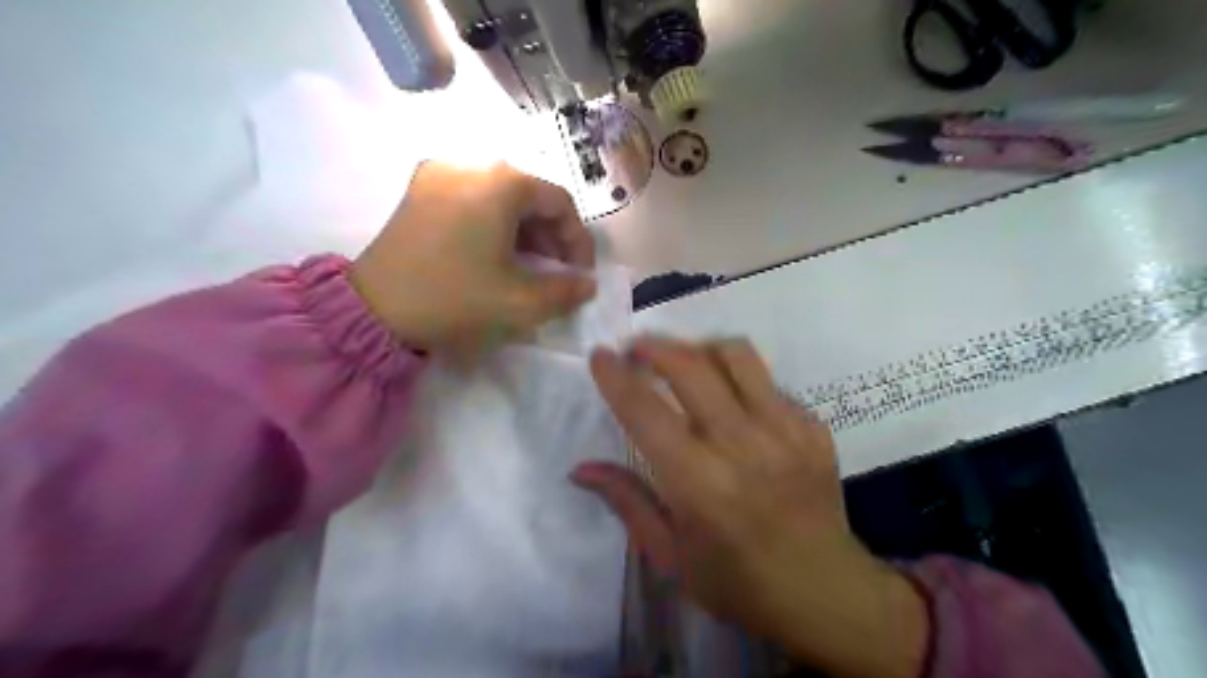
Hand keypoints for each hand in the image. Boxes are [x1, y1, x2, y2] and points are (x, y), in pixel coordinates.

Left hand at [347, 162, 594, 351]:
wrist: (373, 310)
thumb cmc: (455, 298)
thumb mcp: (521, 302)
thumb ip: (566, 292)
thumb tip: (587, 285)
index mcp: (501, 183)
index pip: (559, 202)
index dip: (578, 240)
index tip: (580, 273)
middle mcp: (471, 164)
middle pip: (529, 195)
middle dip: (550, 236)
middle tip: (556, 272)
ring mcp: (438, 173)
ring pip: (500, 196)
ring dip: (523, 231)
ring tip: (528, 266)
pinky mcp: (418, 191)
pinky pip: (472, 199)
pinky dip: (493, 224)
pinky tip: (493, 254)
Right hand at [575, 335, 932, 676]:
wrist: (826, 592)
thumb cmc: (739, 583)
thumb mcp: (670, 555)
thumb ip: (627, 501)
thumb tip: (581, 468)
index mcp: (699, 483)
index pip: (646, 413)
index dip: (617, 378)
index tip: (600, 355)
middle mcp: (742, 445)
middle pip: (691, 366)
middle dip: (654, 346)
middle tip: (636, 350)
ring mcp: (784, 430)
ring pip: (736, 356)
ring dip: (699, 348)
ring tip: (683, 361)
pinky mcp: (812, 427)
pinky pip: (768, 382)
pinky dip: (739, 379)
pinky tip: (732, 401)